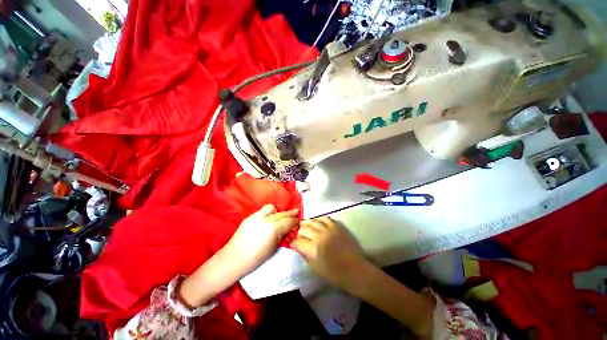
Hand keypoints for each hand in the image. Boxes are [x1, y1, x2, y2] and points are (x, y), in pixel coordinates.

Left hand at [224, 204, 298, 274]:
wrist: (233, 259)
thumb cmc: (255, 259)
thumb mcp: (273, 249)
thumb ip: (282, 235)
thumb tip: (288, 229)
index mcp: (272, 230)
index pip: (288, 221)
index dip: (295, 221)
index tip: (299, 220)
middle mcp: (265, 220)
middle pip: (281, 214)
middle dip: (290, 214)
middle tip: (296, 213)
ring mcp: (256, 217)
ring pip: (271, 208)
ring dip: (278, 211)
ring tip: (281, 216)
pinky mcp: (249, 217)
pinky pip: (262, 211)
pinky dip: (269, 213)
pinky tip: (270, 218)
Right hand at [291, 217, 366, 289]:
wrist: (354, 269)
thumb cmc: (334, 273)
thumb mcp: (315, 268)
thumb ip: (305, 254)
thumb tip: (298, 246)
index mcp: (313, 250)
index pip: (297, 242)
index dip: (293, 243)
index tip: (293, 244)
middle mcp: (319, 236)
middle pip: (303, 229)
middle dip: (299, 233)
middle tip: (300, 236)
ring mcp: (328, 229)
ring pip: (313, 221)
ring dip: (306, 224)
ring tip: (304, 225)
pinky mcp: (336, 226)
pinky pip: (325, 218)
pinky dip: (319, 219)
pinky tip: (316, 222)